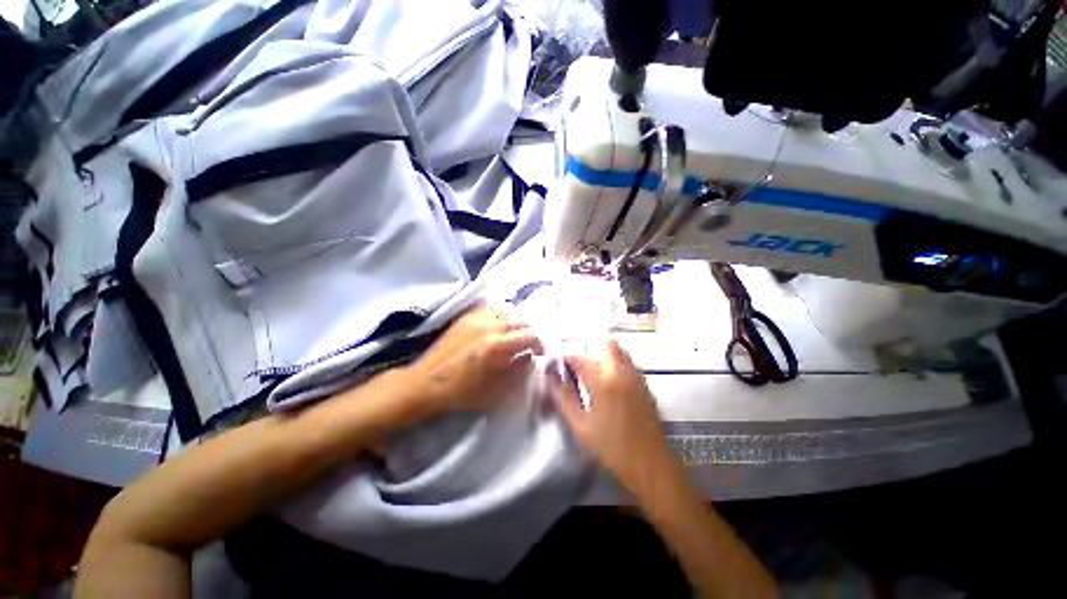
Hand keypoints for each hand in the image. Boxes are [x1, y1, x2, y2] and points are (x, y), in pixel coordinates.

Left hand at [406, 304, 543, 419]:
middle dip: (527, 333)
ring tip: (508, 335)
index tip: (539, 353)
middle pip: (520, 320)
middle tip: (524, 345)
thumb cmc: (463, 391)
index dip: (539, 343)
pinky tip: (493, 326)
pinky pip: (487, 308)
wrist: (428, 383)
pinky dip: (495, 315)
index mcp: (498, 345)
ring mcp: (476, 319)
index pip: (530, 335)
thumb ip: (517, 369)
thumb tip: (529, 356)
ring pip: (505, 311)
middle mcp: (490, 326)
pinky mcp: (465, 317)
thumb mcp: (496, 389)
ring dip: (512, 323)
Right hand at [557, 341, 675, 497]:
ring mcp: (636, 377)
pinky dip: (616, 364)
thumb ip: (566, 399)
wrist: (651, 464)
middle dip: (589, 351)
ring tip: (592, 375)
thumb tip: (553, 380)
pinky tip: (609, 384)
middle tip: (578, 369)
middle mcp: (621, 373)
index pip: (580, 358)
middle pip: (606, 345)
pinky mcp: (645, 385)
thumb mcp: (581, 426)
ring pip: (619, 352)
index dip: (567, 359)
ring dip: (603, 356)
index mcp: (603, 382)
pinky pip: (628, 364)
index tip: (559, 364)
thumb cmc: (612, 448)